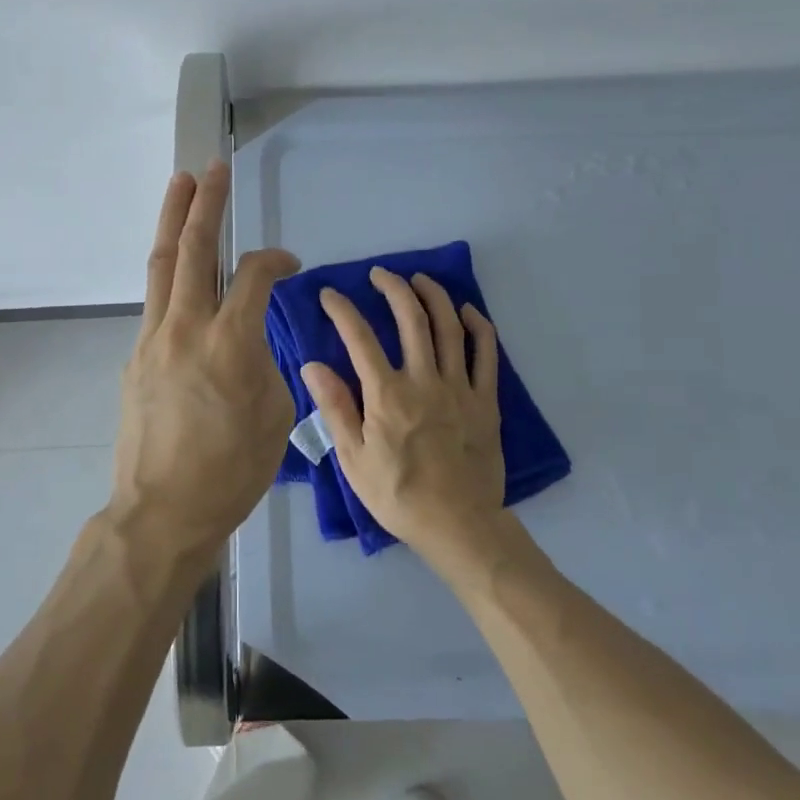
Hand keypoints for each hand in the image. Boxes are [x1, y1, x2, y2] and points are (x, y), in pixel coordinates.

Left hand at [110, 161, 299, 563]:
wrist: (162, 510)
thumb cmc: (231, 471)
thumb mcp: (274, 415)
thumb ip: (265, 362)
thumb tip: (250, 340)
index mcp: (230, 342)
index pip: (255, 276)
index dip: (277, 259)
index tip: (291, 263)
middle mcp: (186, 328)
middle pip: (195, 250)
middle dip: (206, 204)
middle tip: (212, 169)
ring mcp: (153, 339)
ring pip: (164, 266)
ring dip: (174, 221)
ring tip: (180, 185)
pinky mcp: (135, 356)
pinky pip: (155, 302)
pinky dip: (169, 274)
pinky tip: (179, 268)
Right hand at [300, 268, 504, 557]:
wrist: (458, 525)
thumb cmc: (398, 495)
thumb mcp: (354, 459)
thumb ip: (335, 408)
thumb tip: (313, 365)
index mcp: (387, 395)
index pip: (359, 338)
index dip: (342, 310)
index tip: (329, 294)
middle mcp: (424, 381)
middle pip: (411, 319)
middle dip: (393, 289)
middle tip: (380, 274)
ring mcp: (459, 388)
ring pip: (449, 327)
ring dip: (434, 296)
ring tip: (420, 279)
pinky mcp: (486, 400)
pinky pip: (486, 354)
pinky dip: (478, 326)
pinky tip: (467, 311)